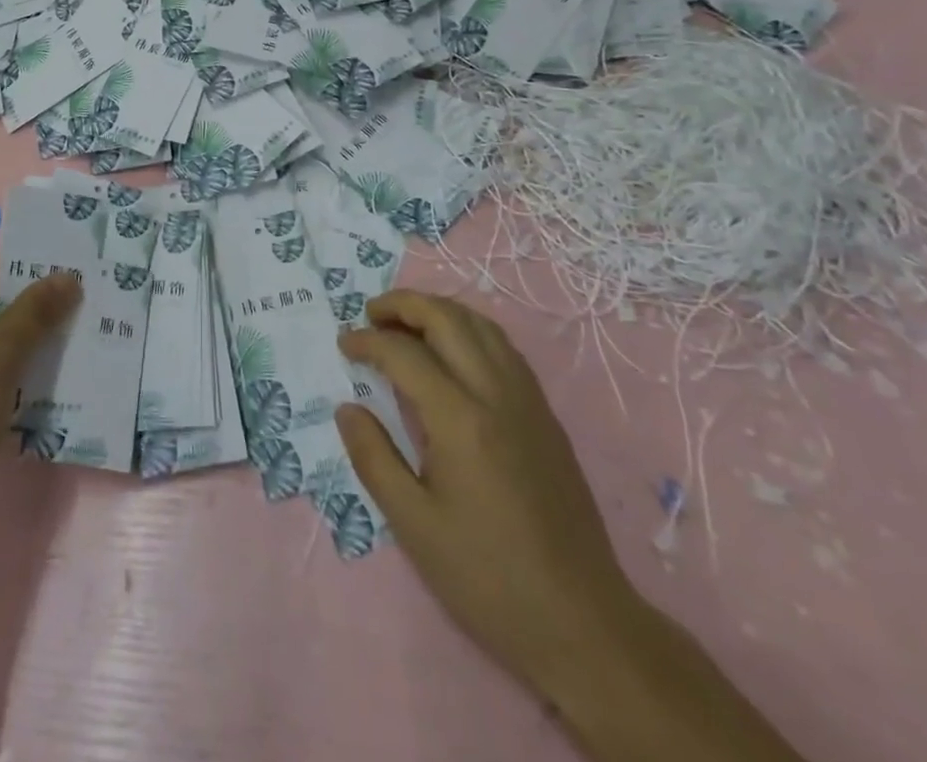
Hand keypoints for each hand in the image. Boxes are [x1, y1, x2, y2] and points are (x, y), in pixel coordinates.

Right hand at [335, 292, 637, 691]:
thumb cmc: (487, 578)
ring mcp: (527, 401)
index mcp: (459, 419)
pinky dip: (470, 331)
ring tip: (407, 322)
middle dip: (404, 304)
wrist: (583, 623)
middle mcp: (496, 394)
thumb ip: (374, 458)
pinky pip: (504, 348)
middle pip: (448, 319)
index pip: (404, 354)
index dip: (368, 341)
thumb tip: (347, 408)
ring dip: (439, 311)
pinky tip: (455, 352)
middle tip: (371, 314)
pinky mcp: (546, 416)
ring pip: (481, 326)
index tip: (344, 345)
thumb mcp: (414, 525)